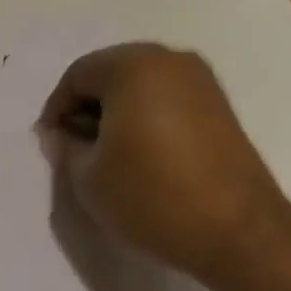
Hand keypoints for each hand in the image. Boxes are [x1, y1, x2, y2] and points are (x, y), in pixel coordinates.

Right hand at [38, 43, 290, 284]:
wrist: (238, 231)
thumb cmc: (152, 197)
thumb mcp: (89, 177)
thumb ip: (66, 147)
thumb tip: (61, 134)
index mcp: (132, 66)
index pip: (78, 75)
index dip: (57, 109)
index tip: (52, 143)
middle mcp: (169, 59)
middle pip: (111, 73)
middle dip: (88, 106)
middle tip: (78, 147)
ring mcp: (201, 80)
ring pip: (141, 84)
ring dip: (118, 111)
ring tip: (110, 154)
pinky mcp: (220, 105)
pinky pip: (168, 98)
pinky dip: (148, 116)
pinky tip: (144, 154)